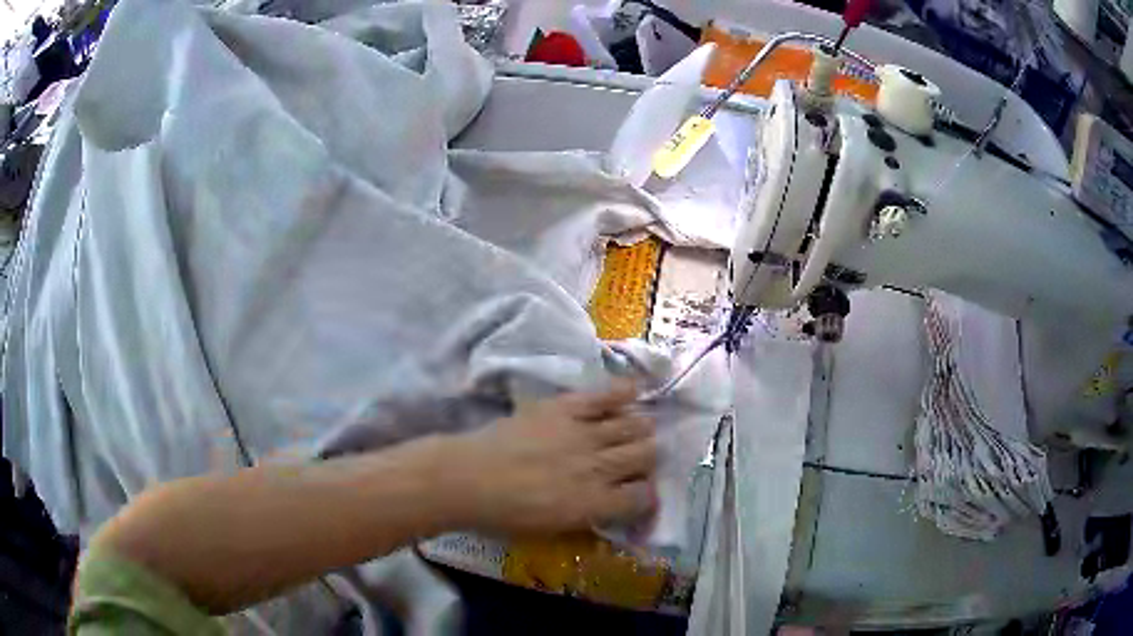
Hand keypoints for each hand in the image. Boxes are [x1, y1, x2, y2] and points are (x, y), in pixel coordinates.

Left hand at [450, 380, 656, 535]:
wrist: (467, 479)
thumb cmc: (504, 514)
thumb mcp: (552, 529)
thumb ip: (588, 515)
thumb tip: (609, 503)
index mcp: (594, 504)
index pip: (642, 497)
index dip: (645, 495)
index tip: (637, 493)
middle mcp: (598, 468)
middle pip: (645, 455)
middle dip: (646, 459)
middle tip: (634, 460)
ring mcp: (583, 434)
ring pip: (634, 425)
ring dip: (639, 429)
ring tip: (632, 430)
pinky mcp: (565, 409)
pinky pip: (605, 395)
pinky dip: (623, 392)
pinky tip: (631, 392)